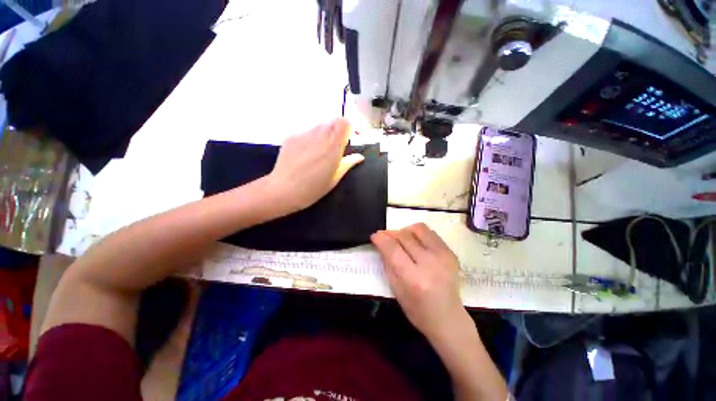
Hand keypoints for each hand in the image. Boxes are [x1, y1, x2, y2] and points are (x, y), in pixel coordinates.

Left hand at [267, 118, 363, 211]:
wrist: (283, 190)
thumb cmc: (313, 189)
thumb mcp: (334, 178)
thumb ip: (348, 163)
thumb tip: (360, 157)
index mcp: (332, 147)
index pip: (344, 123)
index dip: (350, 128)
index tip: (350, 139)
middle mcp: (319, 136)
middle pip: (333, 121)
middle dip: (338, 131)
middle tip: (336, 146)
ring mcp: (303, 135)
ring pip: (319, 126)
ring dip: (325, 134)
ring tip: (320, 151)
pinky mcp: (291, 137)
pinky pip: (306, 132)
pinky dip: (311, 139)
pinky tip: (306, 154)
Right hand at [371, 223, 466, 339]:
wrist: (448, 318)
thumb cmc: (417, 310)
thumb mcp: (396, 289)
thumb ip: (387, 263)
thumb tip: (380, 243)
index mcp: (414, 278)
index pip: (393, 249)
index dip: (381, 239)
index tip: (375, 235)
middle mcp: (430, 263)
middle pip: (405, 236)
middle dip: (391, 234)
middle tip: (386, 238)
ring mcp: (443, 256)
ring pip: (419, 229)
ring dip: (406, 231)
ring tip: (403, 240)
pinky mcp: (451, 252)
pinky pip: (431, 233)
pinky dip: (419, 235)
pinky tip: (416, 244)